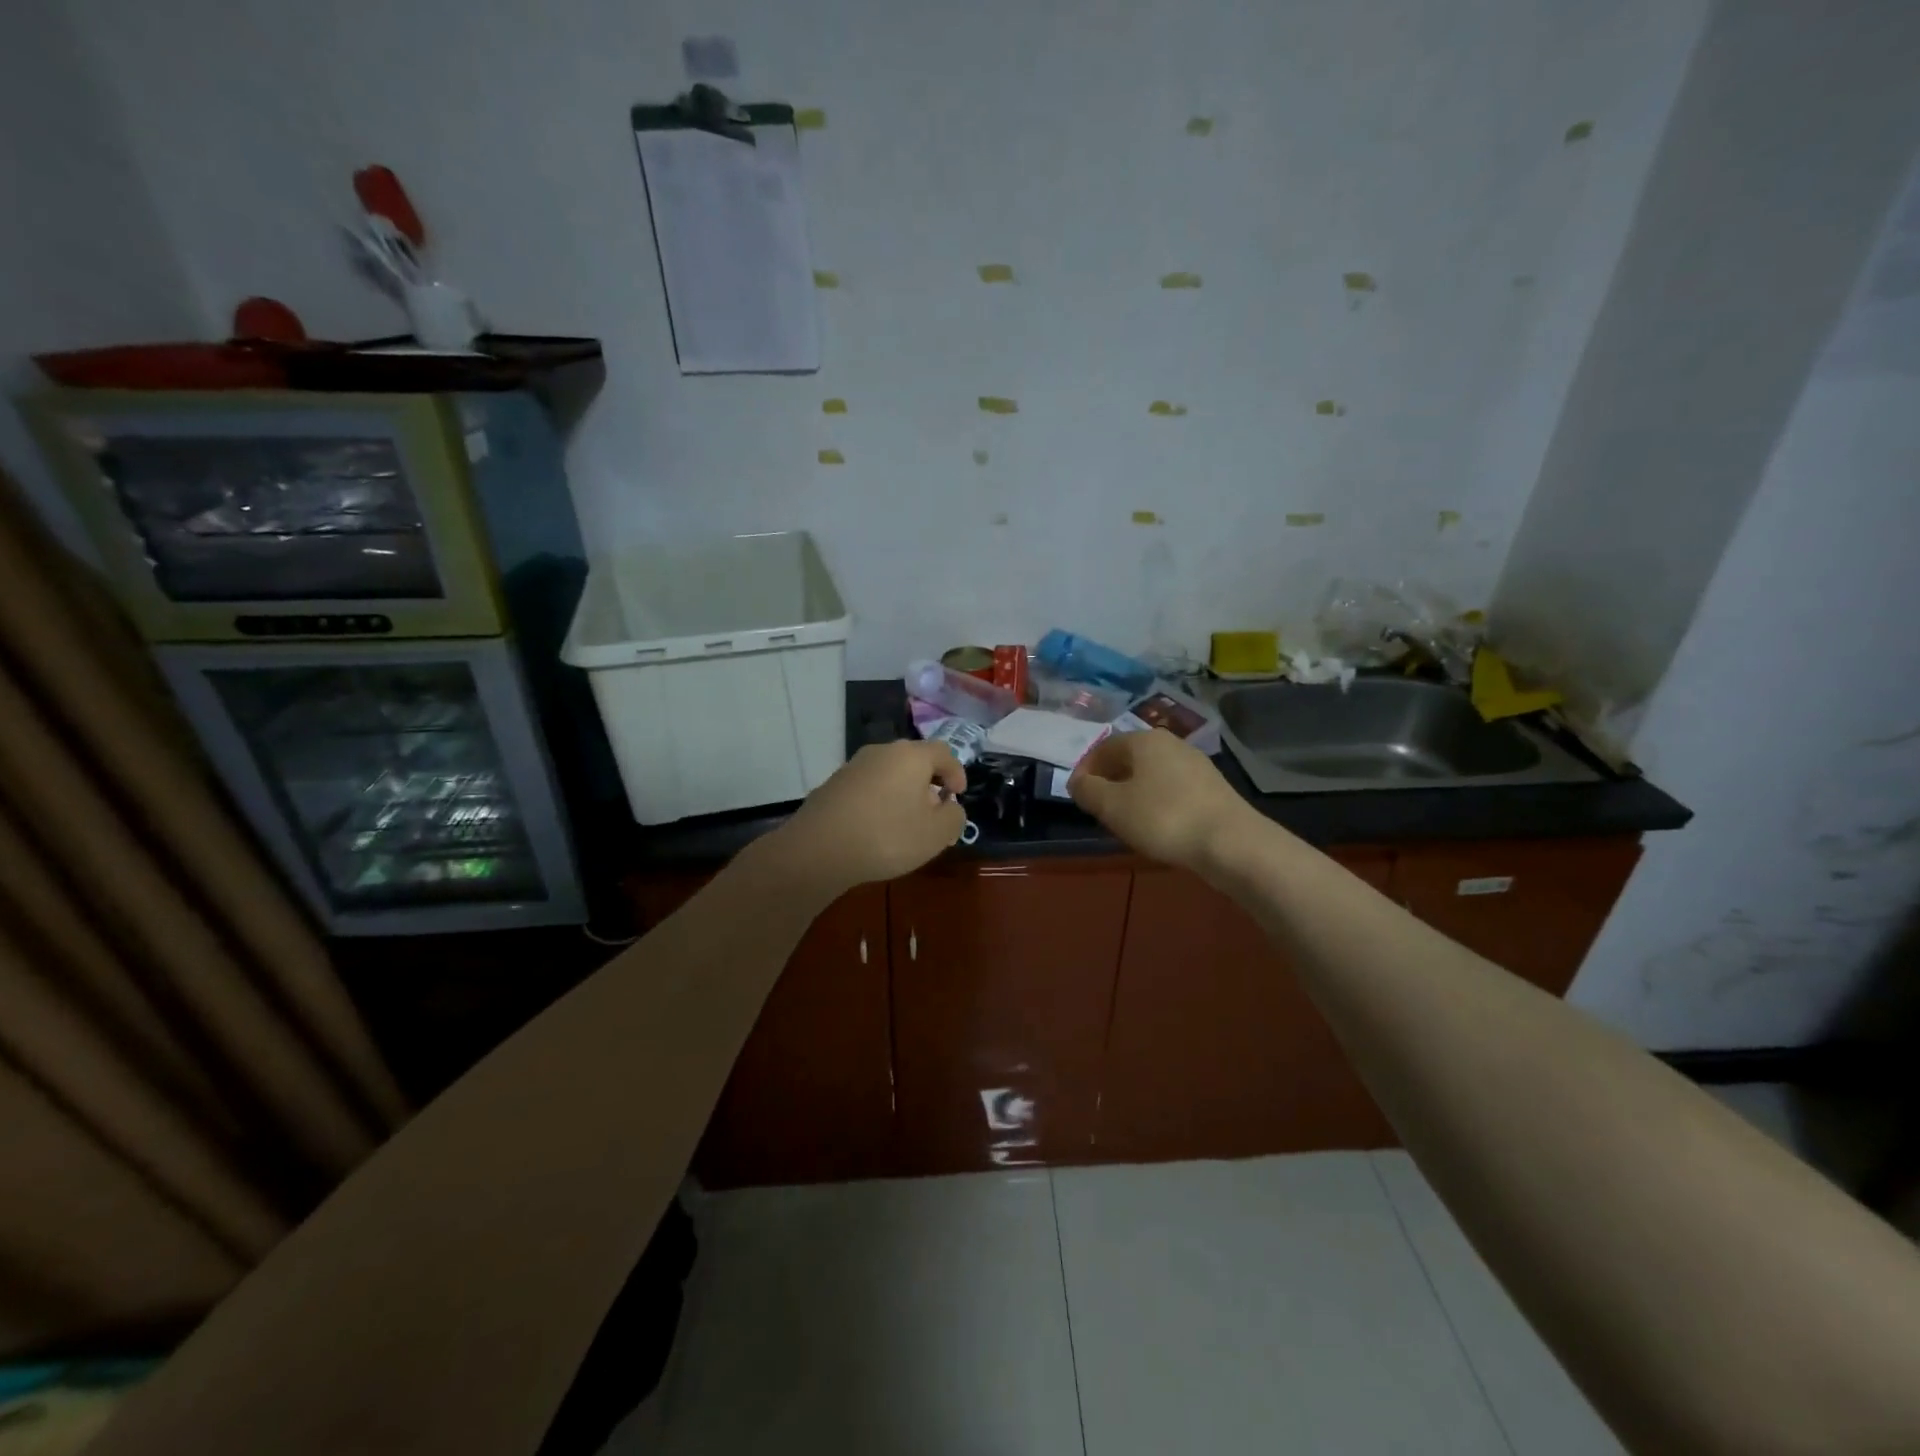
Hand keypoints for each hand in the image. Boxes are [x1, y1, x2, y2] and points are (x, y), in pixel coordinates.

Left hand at [768, 740, 967, 892]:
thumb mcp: (936, 834)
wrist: (818, 850)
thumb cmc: (887, 837)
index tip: (958, 796)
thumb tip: (950, 807)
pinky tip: (875, 828)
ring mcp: (853, 766)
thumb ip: (954, 817)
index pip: (943, 752)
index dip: (956, 772)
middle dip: (928, 783)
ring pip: (888, 773)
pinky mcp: (833, 784)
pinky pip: (867, 787)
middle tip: (934, 811)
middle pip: (914, 760)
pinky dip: (879, 801)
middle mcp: (882, 752)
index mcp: (911, 756)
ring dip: (902, 792)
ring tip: (905, 822)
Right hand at [1069, 729, 1253, 871]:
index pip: (1103, 747)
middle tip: (1099, 809)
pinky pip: (1171, 787)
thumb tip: (1077, 782)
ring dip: (1133, 792)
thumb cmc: (1163, 818)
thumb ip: (1088, 791)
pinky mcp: (1211, 786)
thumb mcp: (1112, 807)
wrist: (1230, 842)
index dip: (1085, 770)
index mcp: (1143, 740)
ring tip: (1125, 820)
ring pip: (1151, 773)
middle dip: (1110, 780)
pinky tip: (1157, 824)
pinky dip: (1156, 801)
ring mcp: (1195, 763)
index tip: (1077, 796)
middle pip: (1129, 758)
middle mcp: (1170, 743)